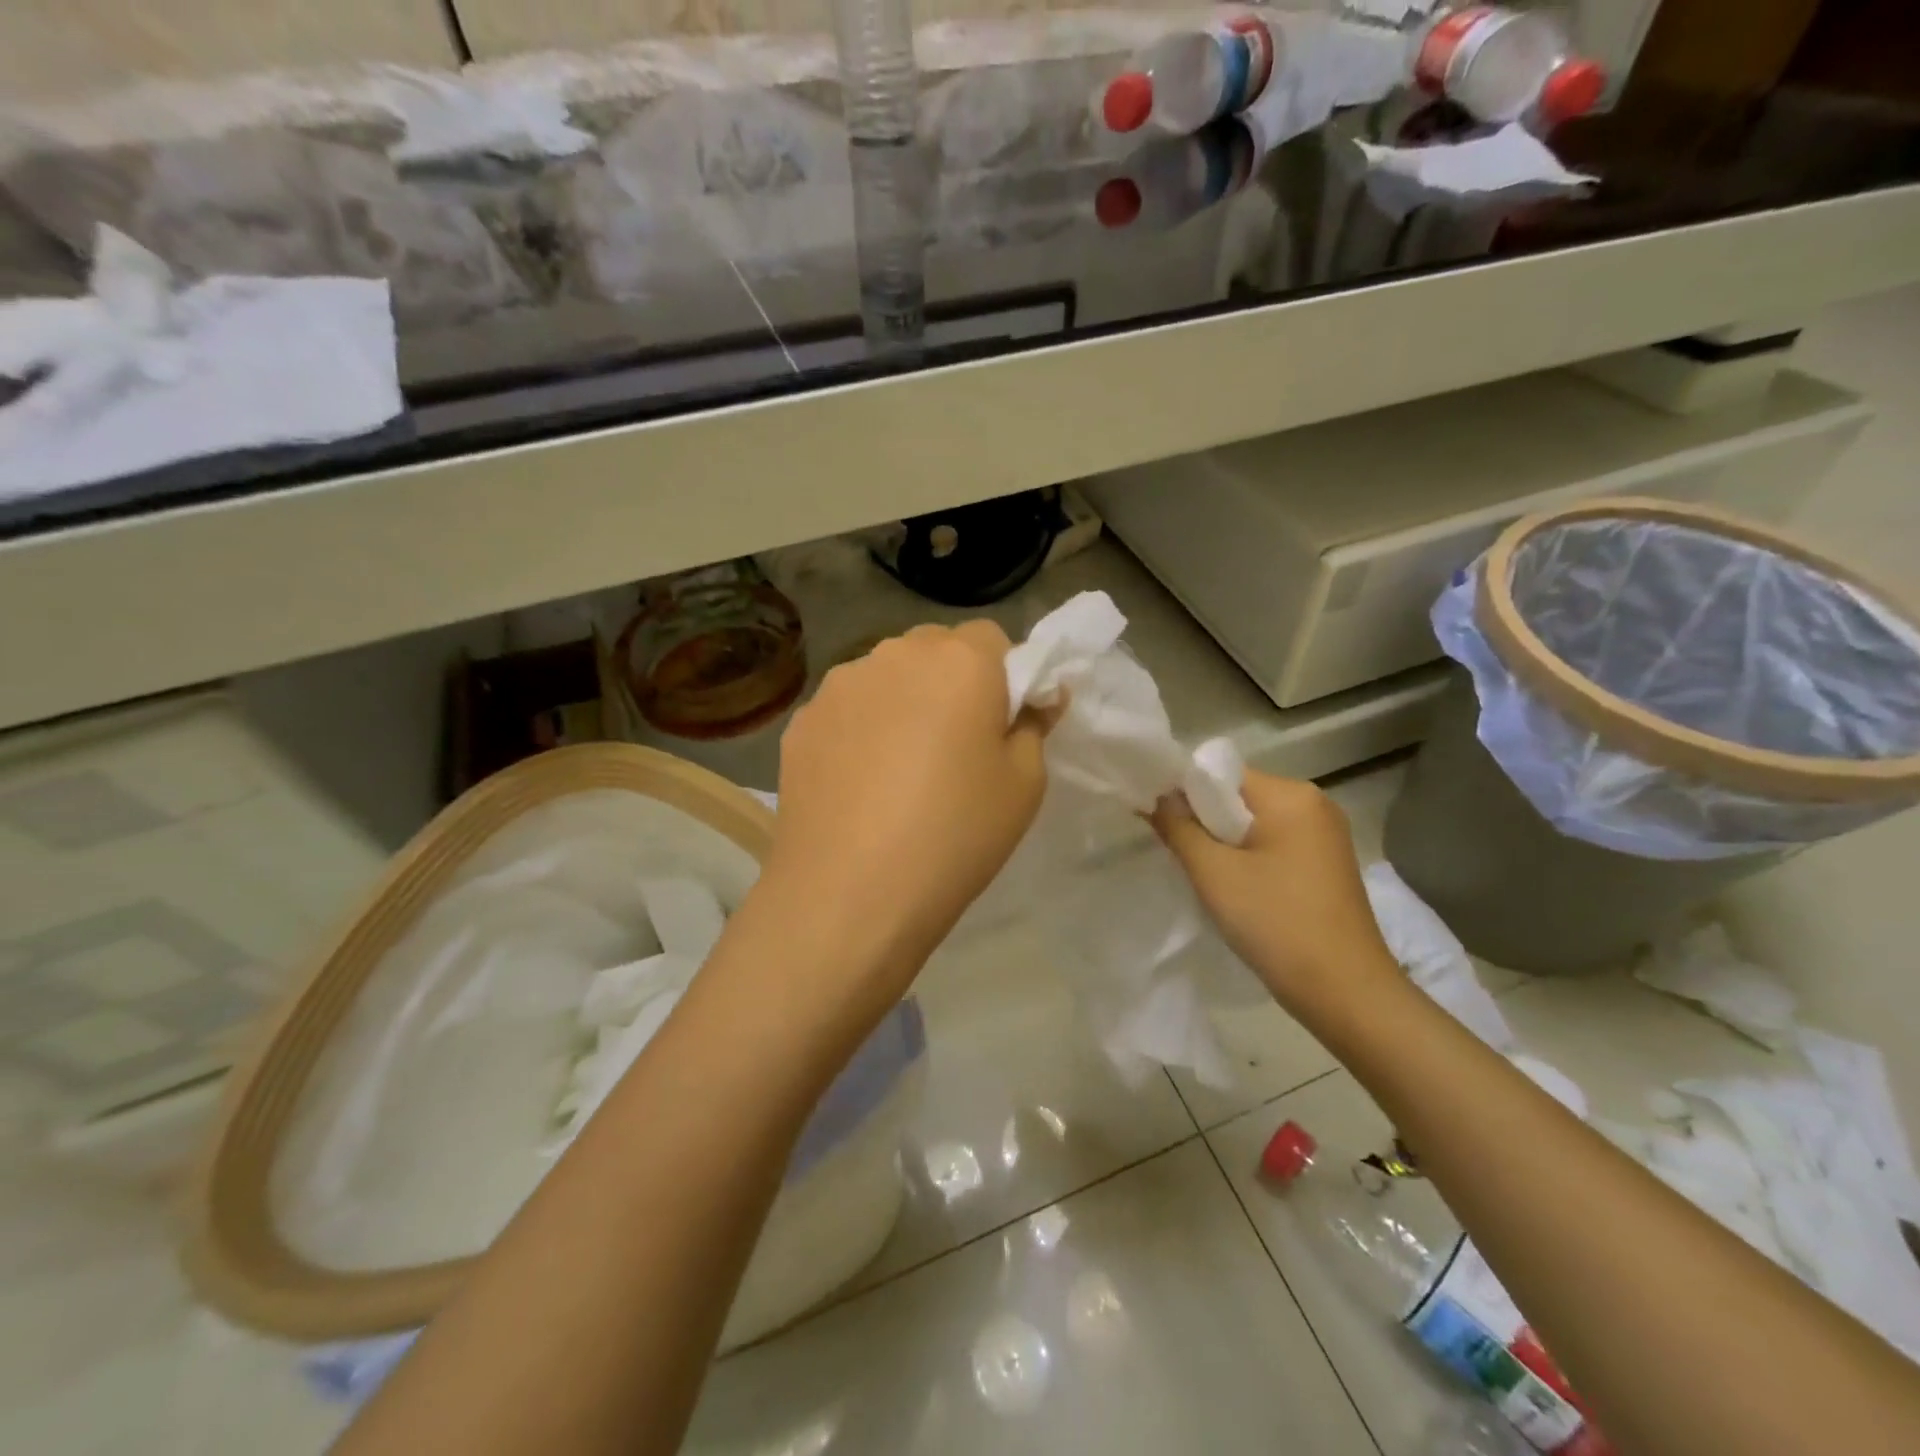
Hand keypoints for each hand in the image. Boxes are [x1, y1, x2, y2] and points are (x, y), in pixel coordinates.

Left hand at [760, 621, 1050, 1001]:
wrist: (850, 894)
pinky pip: (847, 710)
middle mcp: (895, 654)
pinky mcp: (802, 720)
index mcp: (960, 661)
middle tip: (954, 747)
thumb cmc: (955, 834)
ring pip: (886, 677)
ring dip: (902, 701)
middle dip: (952, 682)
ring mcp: (840, 685)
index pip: (993, 640)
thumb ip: (1034, 725)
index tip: (1000, 726)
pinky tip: (859, 784)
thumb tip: (1034, 698)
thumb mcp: (1024, 784)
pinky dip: (861, 730)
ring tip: (900, 769)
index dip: (1004, 678)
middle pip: (935, 650)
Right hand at [1153, 771, 1399, 1015]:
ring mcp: (1325, 836)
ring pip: (1253, 825)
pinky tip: (1235, 891)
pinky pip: (1272, 846)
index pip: (1221, 774)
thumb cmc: (1276, 923)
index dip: (1183, 792)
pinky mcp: (1326, 866)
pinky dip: (1247, 860)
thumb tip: (1155, 797)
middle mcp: (1314, 804)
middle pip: (1237, 798)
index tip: (1156, 821)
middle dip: (1203, 821)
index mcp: (1291, 795)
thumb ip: (1177, 827)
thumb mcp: (1214, 873)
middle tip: (1177, 854)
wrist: (1346, 994)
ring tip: (1204, 877)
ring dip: (1223, 844)